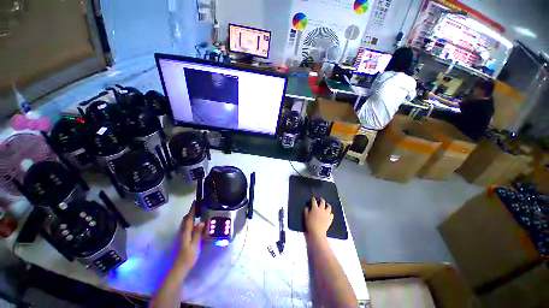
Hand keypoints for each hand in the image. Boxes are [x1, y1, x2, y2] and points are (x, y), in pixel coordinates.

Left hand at [175, 202, 204, 270]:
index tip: (195, 201)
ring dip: (191, 217)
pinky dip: (191, 222)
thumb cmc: (188, 256)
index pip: (189, 218)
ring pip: (186, 223)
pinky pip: (187, 227)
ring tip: (199, 213)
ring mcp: (182, 236)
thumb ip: (197, 233)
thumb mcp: (195, 244)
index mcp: (186, 232)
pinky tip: (196, 225)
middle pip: (186, 219)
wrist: (179, 268)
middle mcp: (182, 232)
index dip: (192, 209)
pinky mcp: (183, 239)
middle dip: (191, 212)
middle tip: (199, 207)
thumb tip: (202, 222)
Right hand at [304, 197, 333, 239]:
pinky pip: (331, 214)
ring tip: (327, 205)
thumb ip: (306, 210)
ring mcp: (326, 214)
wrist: (317, 233)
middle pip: (322, 202)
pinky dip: (330, 213)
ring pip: (329, 207)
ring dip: (327, 205)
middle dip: (321, 199)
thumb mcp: (305, 216)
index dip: (313, 199)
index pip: (314, 201)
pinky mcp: (330, 219)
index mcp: (315, 208)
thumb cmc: (310, 224)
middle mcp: (321, 209)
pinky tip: (329, 214)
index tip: (313, 198)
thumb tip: (307, 207)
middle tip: (320, 199)